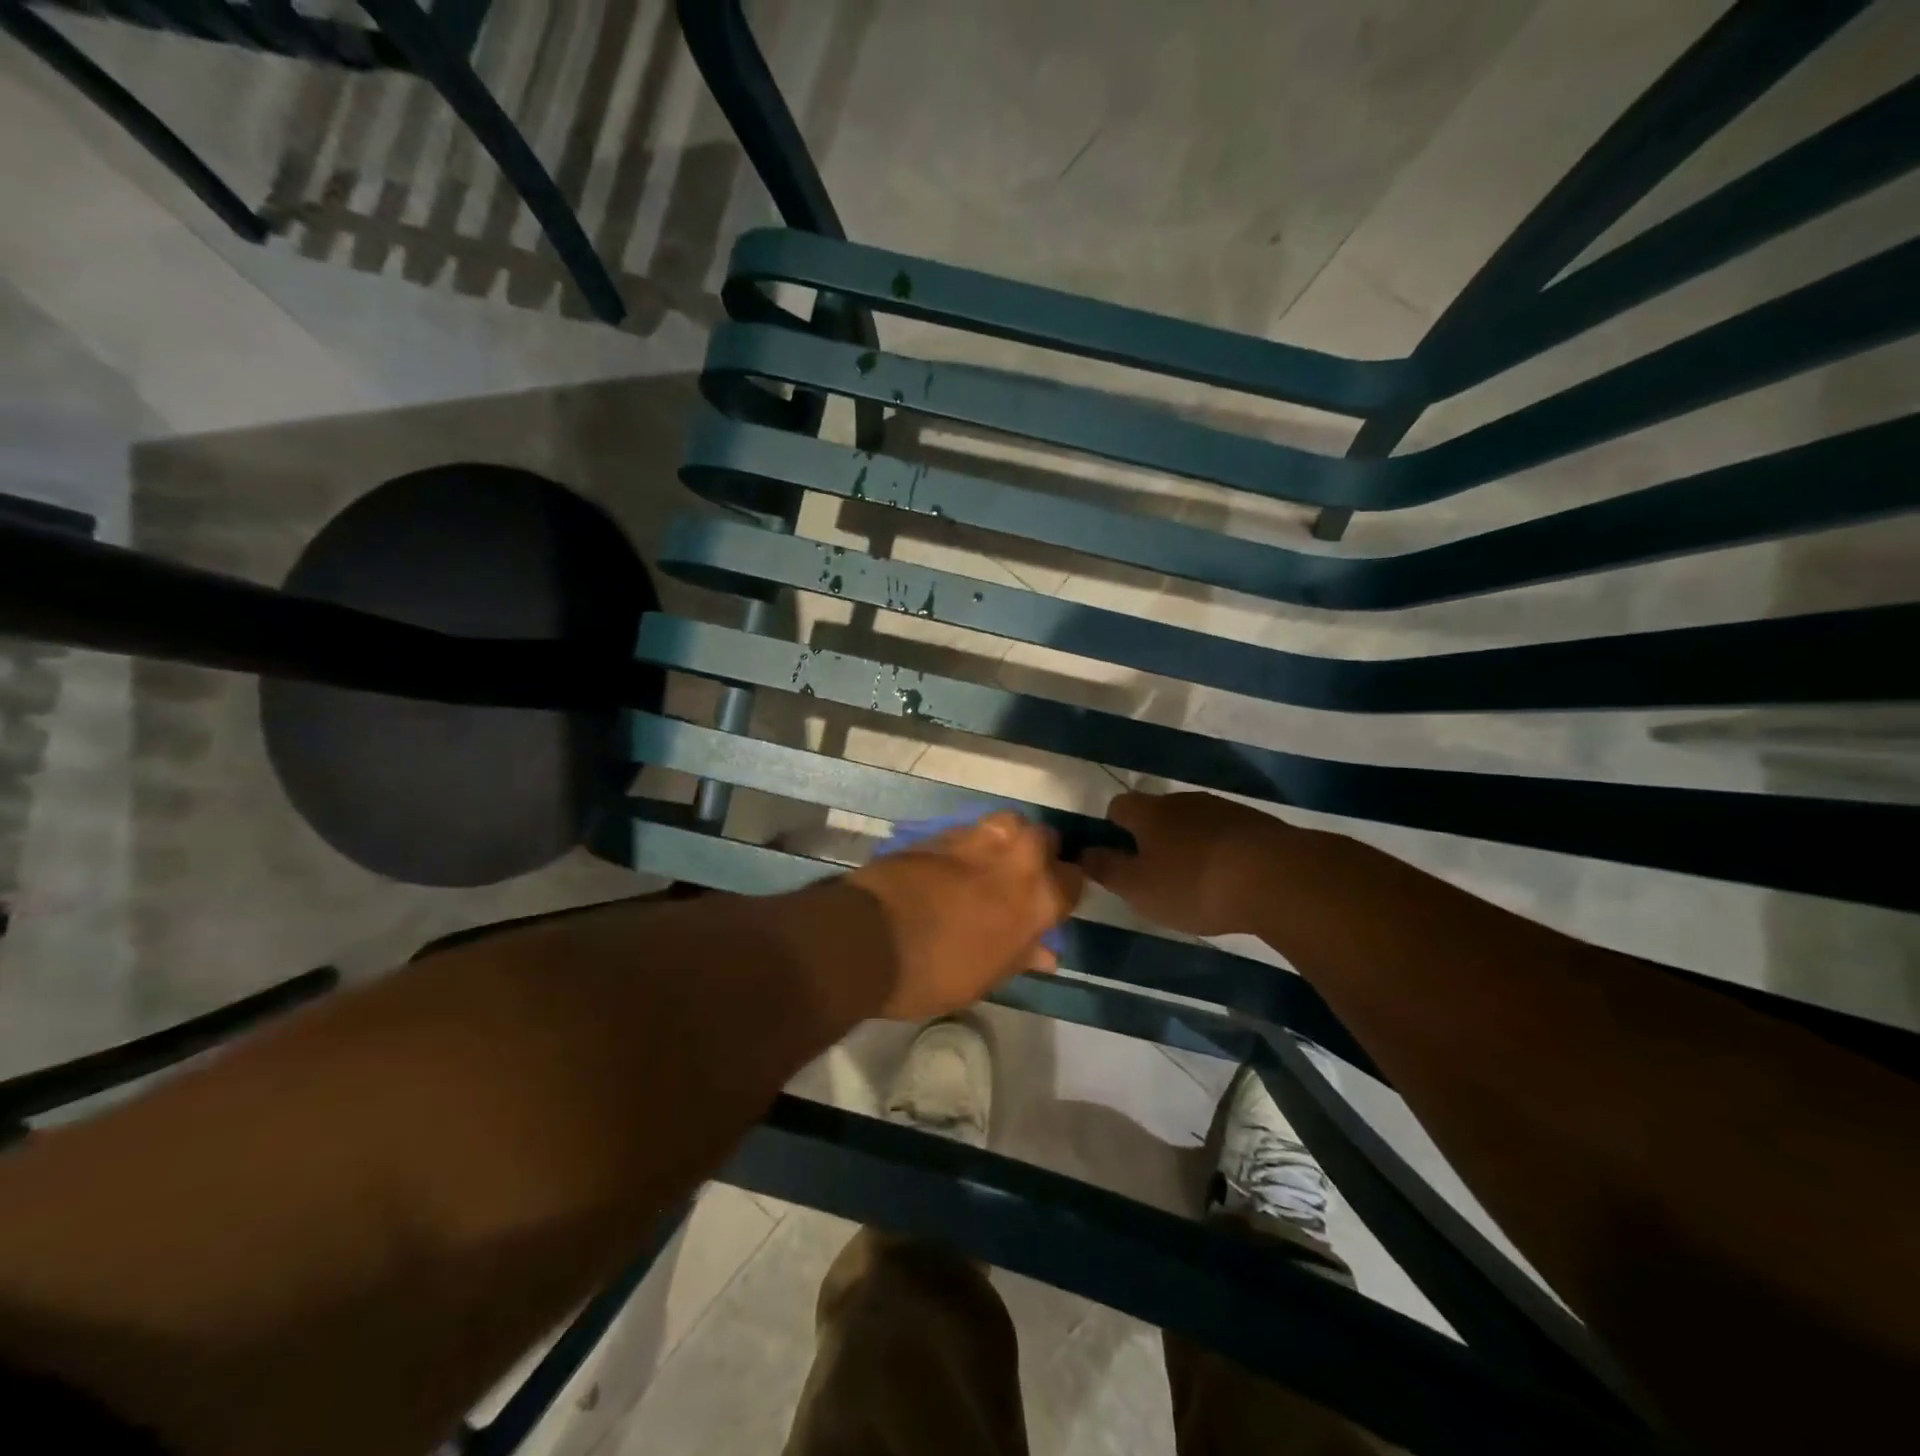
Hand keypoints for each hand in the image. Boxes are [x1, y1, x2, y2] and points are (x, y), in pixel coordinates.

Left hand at [842, 811, 1084, 1019]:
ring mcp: (978, 838)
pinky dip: (971, 843)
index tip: (1050, 903)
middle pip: (1045, 838)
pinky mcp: (942, 831)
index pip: (1073, 880)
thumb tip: (1046, 953)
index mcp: (1039, 897)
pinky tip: (956, 864)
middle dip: (1040, 853)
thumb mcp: (988, 977)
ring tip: (991, 863)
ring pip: (1010, 823)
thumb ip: (1022, 956)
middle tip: (1020, 879)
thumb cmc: (937, 972)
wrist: (870, 937)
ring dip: (1007, 839)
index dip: (1063, 891)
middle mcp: (1017, 858)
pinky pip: (971, 830)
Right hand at [1082, 791, 1295, 936]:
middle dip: (1152, 837)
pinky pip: (1226, 833)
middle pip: (1158, 812)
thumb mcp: (1138, 888)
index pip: (1119, 806)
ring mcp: (1223, 809)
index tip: (1117, 855)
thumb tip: (1081, 853)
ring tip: (1194, 879)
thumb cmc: (1193, 883)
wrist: (1276, 877)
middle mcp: (1183, 801)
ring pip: (1193, 822)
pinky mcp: (1257, 824)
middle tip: (1154, 873)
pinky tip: (1229, 878)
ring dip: (1188, 843)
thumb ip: (1107, 870)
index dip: (1112, 828)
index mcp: (1149, 812)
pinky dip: (1220, 851)